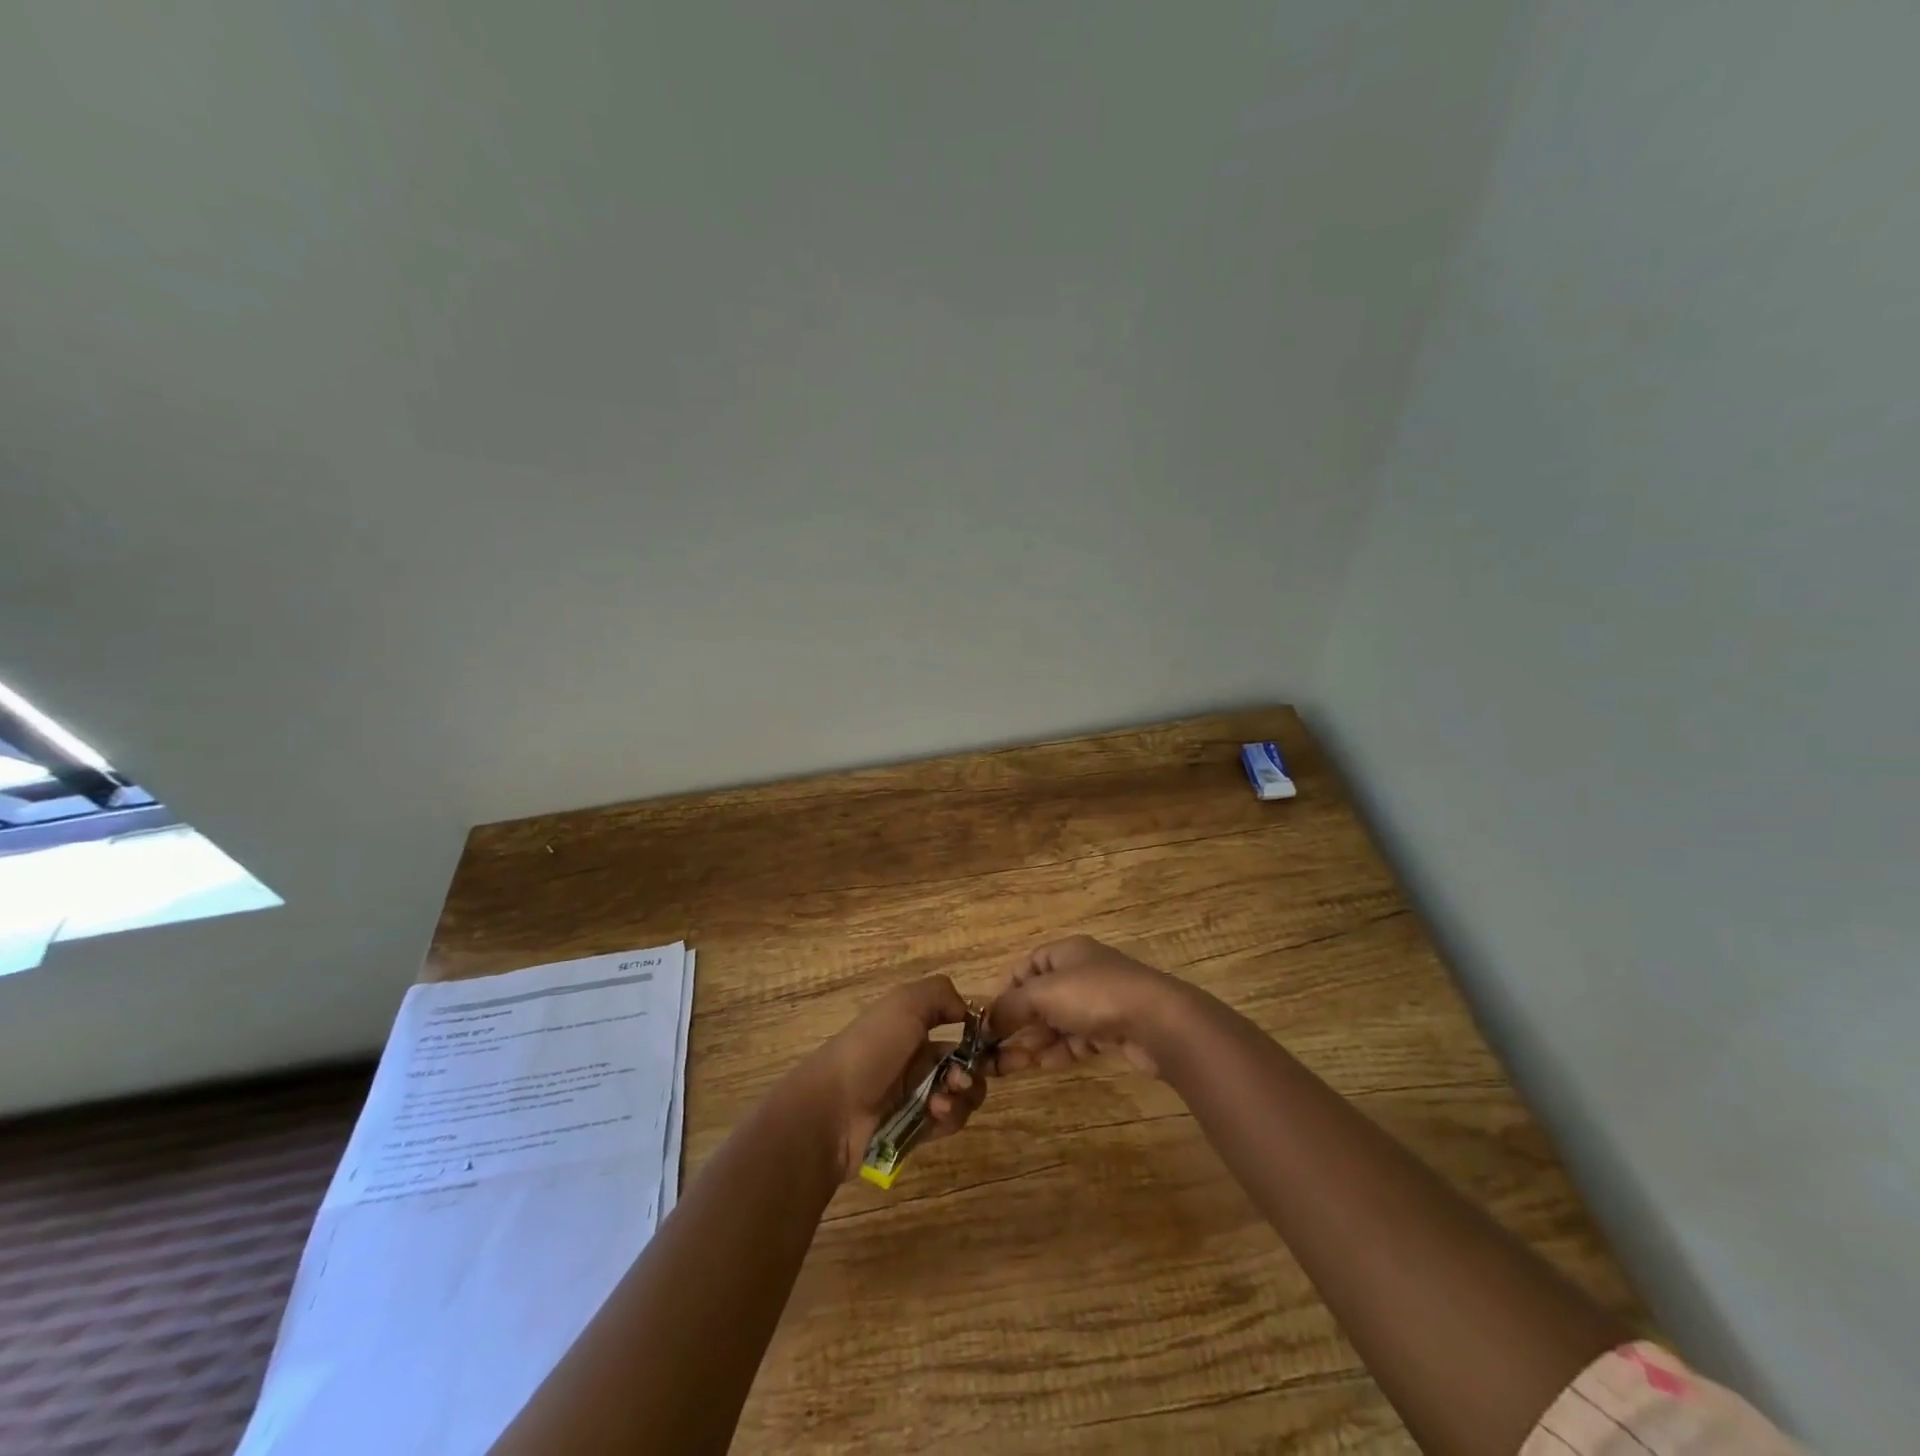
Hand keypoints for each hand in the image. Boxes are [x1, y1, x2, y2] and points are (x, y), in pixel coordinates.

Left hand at [791, 975, 989, 1181]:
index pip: (960, 1024)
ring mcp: (917, 1094)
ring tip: (946, 1096)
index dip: (985, 1032)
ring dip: (964, 1092)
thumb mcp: (905, 1003)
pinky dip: (949, 1116)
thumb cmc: (871, 1048)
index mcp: (913, 1024)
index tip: (1006, 1039)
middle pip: (968, 1060)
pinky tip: (935, 1114)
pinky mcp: (917, 1129)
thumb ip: (942, 995)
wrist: (832, 1110)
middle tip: (991, 1070)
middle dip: (983, 1064)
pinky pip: (949, 1121)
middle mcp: (918, 1057)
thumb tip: (970, 1011)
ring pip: (963, 1093)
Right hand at [986, 935, 1186, 1077]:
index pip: (1026, 966)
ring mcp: (1099, 1002)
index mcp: (1065, 953)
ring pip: (1057, 1022)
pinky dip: (1058, 1051)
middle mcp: (1081, 972)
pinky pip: (1076, 1040)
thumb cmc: (1094, 995)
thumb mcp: (1043, 994)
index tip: (988, 1019)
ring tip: (1009, 1066)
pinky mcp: (1113, 1030)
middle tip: (993, 1052)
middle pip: (1040, 997)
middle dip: (1016, 1023)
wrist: (1158, 1021)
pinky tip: (1042, 1066)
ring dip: (1033, 1042)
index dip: (1005, 990)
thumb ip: (1010, 1006)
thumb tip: (984, 1021)